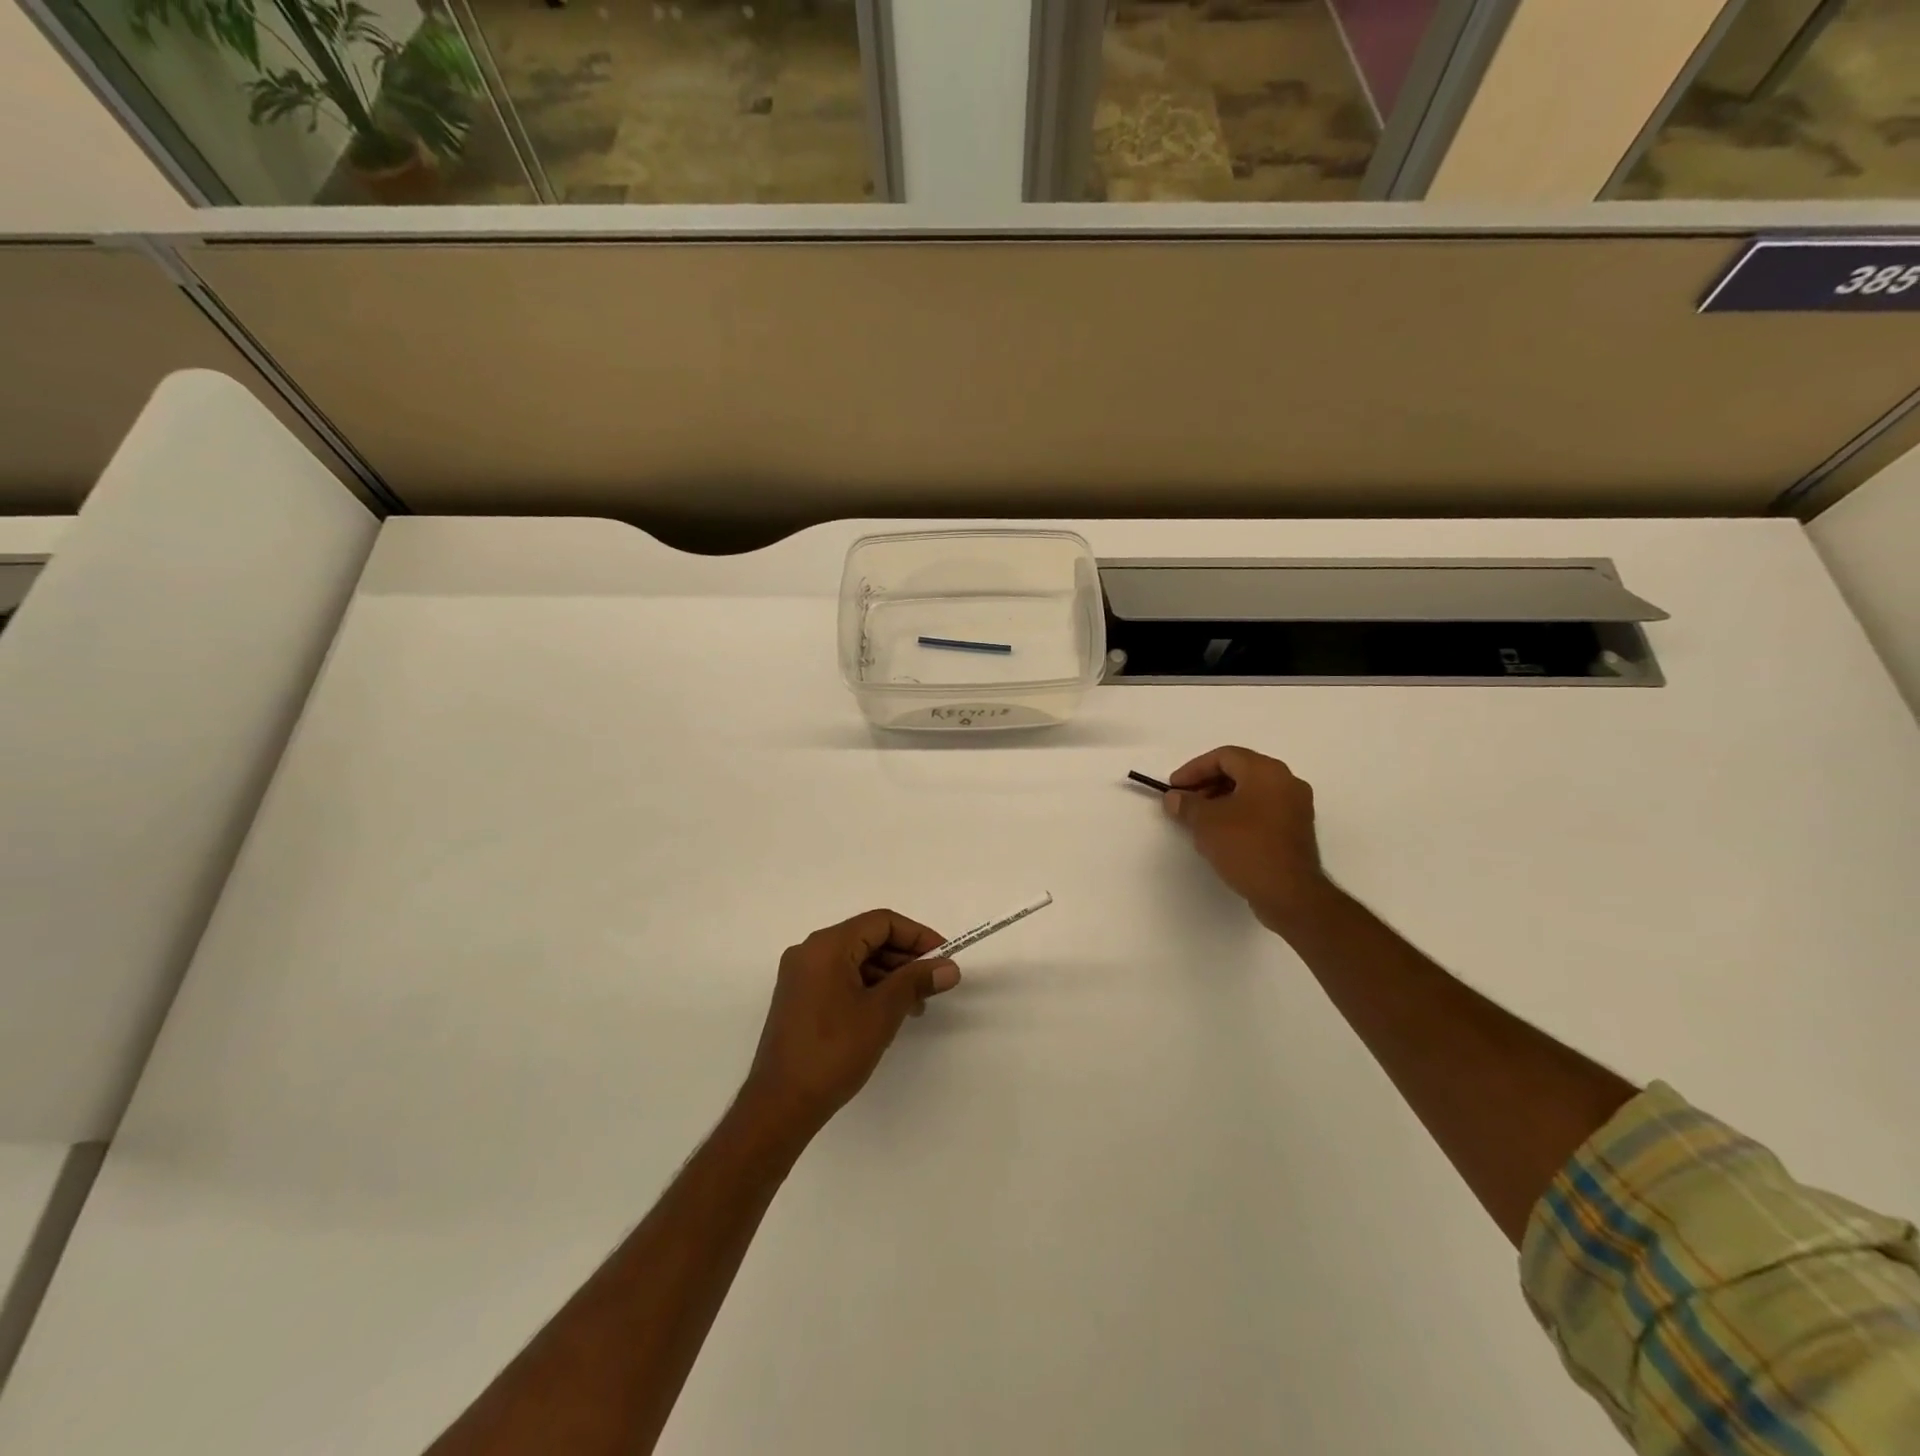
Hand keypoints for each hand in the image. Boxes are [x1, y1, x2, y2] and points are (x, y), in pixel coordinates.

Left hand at [739, 909, 960, 1141]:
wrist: (780, 1104)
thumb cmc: (833, 1051)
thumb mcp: (882, 1012)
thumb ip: (916, 981)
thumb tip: (949, 968)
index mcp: (827, 946)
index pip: (881, 922)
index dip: (917, 936)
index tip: (944, 957)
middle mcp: (810, 952)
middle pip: (867, 938)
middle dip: (905, 957)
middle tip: (934, 982)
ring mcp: (801, 976)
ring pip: (855, 960)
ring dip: (889, 975)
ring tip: (916, 1005)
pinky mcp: (799, 999)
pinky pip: (841, 978)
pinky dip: (868, 988)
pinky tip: (888, 1013)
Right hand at [1162, 746, 1334, 934]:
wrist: (1289, 892)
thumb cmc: (1245, 846)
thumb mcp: (1205, 822)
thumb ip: (1186, 804)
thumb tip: (1174, 798)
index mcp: (1266, 771)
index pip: (1224, 756)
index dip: (1194, 769)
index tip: (1174, 788)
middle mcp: (1286, 781)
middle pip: (1240, 771)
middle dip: (1207, 784)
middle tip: (1185, 802)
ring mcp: (1296, 806)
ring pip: (1252, 791)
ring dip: (1222, 799)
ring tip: (1199, 820)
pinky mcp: (1296, 829)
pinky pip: (1263, 810)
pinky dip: (1240, 814)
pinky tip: (1222, 834)